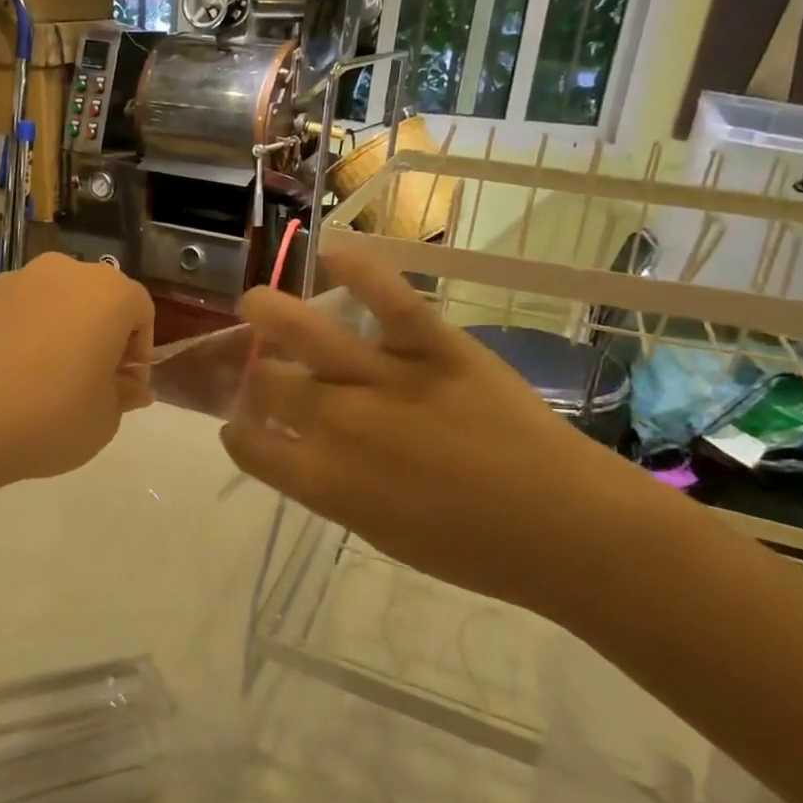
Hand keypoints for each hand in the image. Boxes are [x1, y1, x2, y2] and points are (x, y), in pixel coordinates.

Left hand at [0, 254, 153, 497]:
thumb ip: (123, 397)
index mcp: (106, 294)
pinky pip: (1, 315)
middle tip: (83, 385)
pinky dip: (6, 338)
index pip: (140, 311)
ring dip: (50, 334)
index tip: (122, 388)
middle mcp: (59, 273)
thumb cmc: (45, 418)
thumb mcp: (102, 421)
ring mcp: (7, 280)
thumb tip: (131, 386)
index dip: (137, 352)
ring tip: (31, 386)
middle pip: (91, 300)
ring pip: (45, 304)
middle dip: (95, 337)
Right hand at [219, 248, 663, 618]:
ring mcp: (386, 379)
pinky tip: (332, 253)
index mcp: (323, 479)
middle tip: (263, 370)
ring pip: (306, 333)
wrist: (566, 529)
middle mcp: (339, 423)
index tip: (239, 425)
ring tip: (255, 302)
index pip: (250, 446)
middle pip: (269, 384)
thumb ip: (328, 486)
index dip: (236, 433)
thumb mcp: (379, 532)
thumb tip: (300, 450)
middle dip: (253, 376)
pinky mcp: (435, 346)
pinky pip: (388, 299)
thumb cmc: (471, 549)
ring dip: (268, 312)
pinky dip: (359, 270)